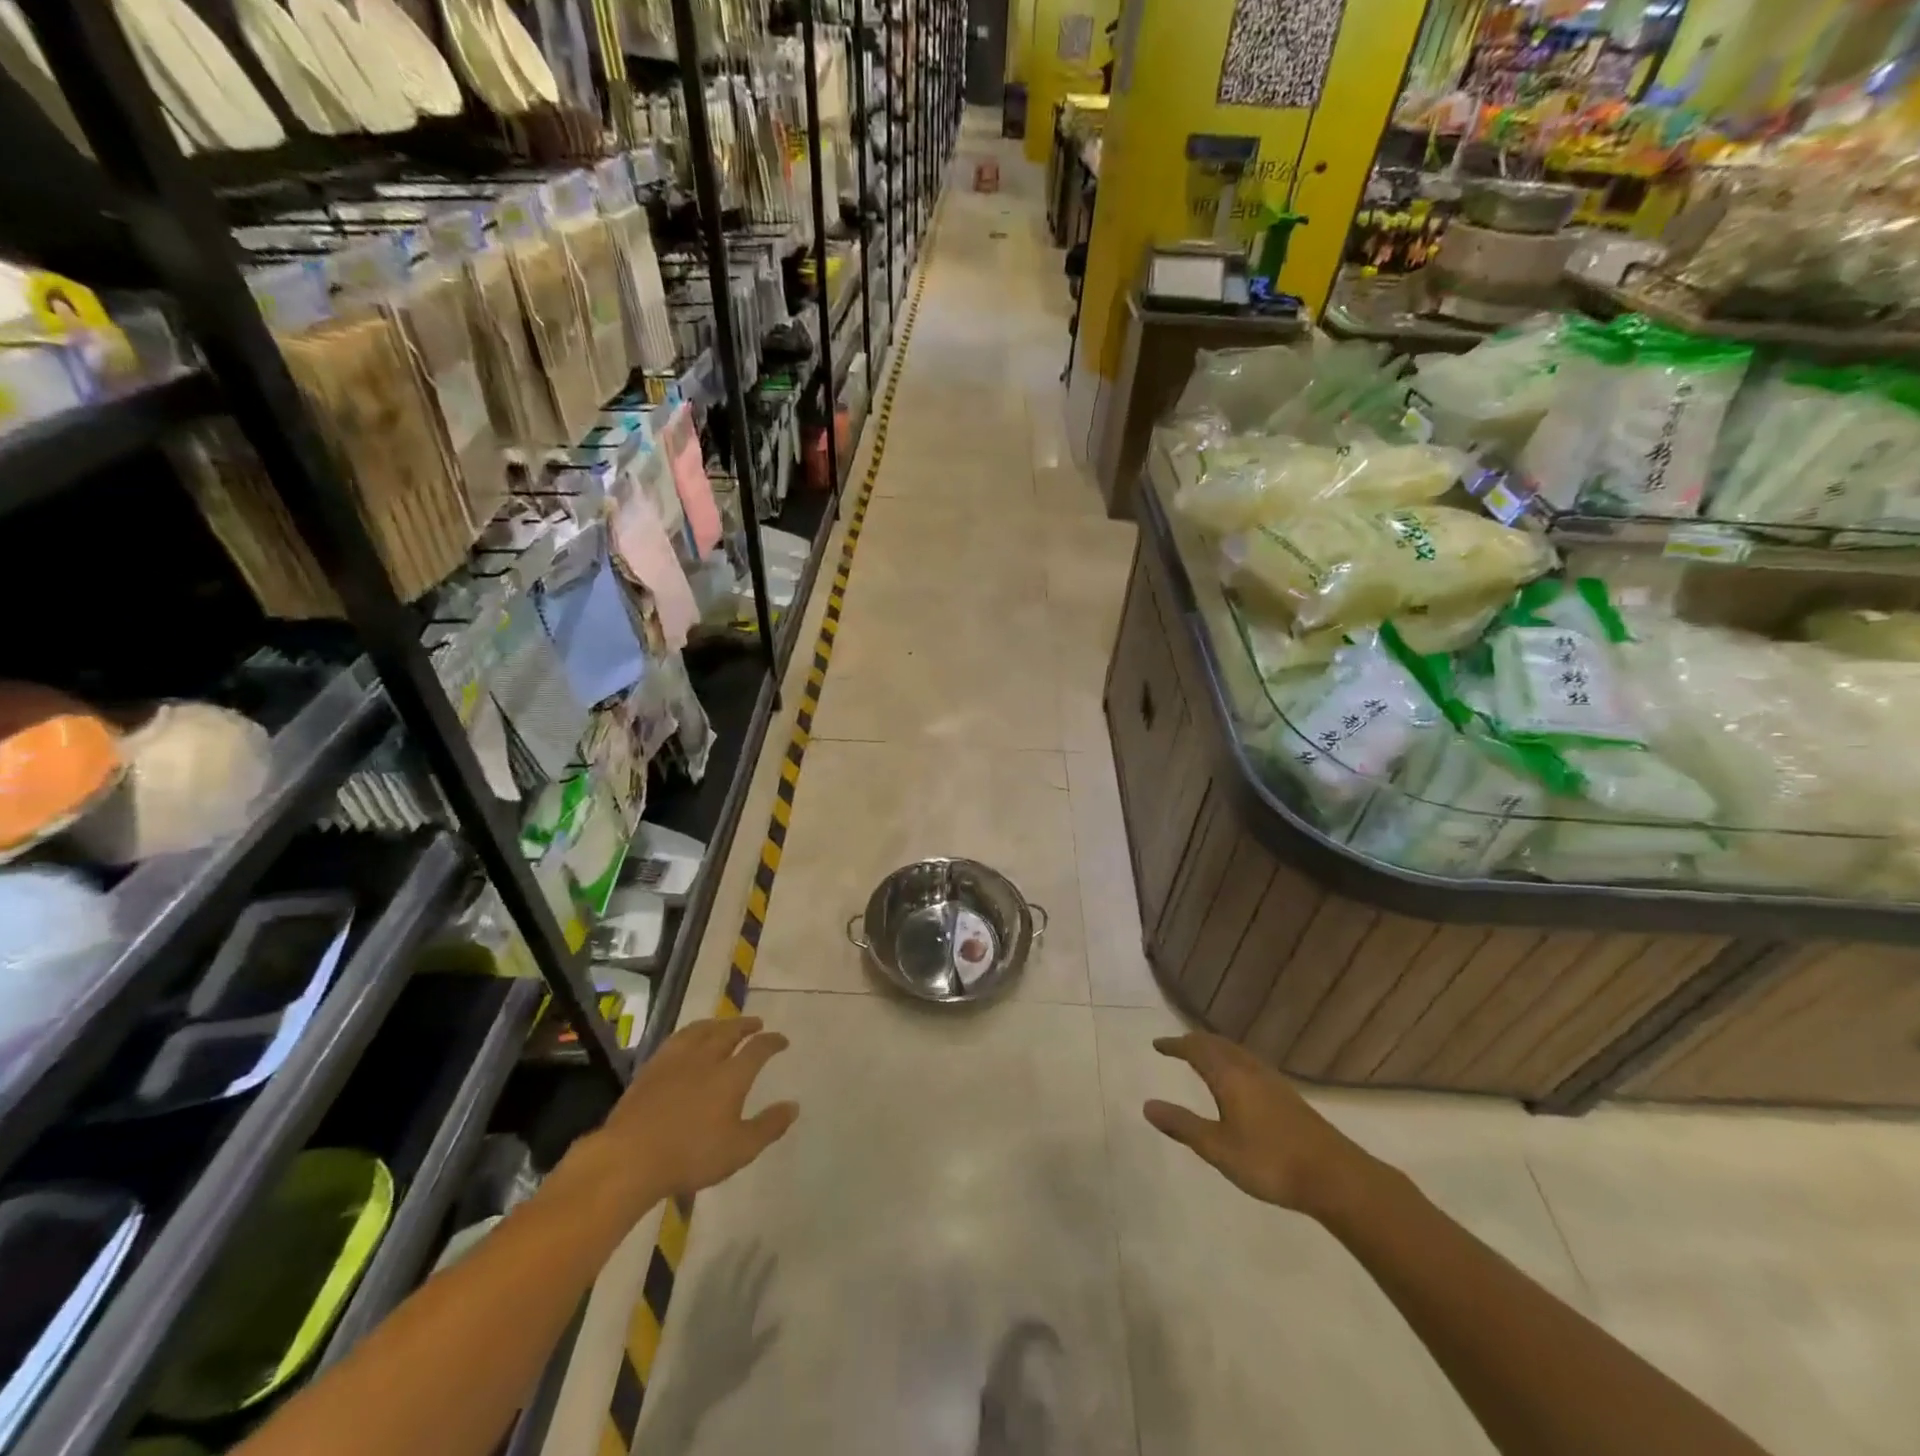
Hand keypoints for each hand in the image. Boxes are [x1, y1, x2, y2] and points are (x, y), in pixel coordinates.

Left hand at [589, 1017, 799, 1210]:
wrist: (630, 1158)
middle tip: (756, 1023)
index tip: (781, 1041)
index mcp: (731, 1075)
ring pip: (701, 1030)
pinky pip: (677, 1039)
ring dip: (718, 1024)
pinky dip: (690, 1033)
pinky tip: (688, 1040)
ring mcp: (676, 1060)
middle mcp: (706, 1058)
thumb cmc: (690, 1156)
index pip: (758, 1049)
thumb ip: (768, 1126)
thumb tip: (793, 1106)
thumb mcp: (739, 1149)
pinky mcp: (652, 1068)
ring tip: (724, 1024)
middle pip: (729, 1032)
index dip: (772, 1042)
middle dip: (745, 1025)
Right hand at [1143, 1032, 1371, 1217]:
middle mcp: (1250, 1069)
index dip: (1175, 1045)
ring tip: (1203, 1058)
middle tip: (1177, 1047)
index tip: (1157, 1045)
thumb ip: (1183, 1125)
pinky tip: (1238, 1081)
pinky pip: (1249, 1063)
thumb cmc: (1270, 1161)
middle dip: (1194, 1042)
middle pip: (1217, 1044)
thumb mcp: (1218, 1148)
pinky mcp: (1287, 1095)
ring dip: (1215, 1049)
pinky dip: (1232, 1061)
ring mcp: (1272, 1081)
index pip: (1196, 1049)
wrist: (1335, 1177)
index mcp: (1230, 1076)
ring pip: (1236, 1052)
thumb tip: (1147, 1105)